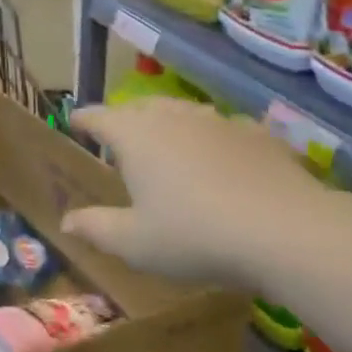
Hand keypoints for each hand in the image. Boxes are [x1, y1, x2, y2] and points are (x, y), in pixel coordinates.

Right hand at [61, 99, 330, 292]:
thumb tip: (66, 221)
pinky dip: (210, 139)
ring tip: (166, 143)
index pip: (98, 117)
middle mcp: (172, 116)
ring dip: (167, 123)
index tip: (74, 122)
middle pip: (139, 107)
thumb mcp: (134, 243)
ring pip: (181, 111)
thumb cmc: (194, 236)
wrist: (286, 231)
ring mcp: (217, 120)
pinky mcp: (256, 133)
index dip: (83, 120)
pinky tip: (220, 159)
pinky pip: (221, 129)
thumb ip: (95, 228)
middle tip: (117, 138)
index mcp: (134, 136)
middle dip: (124, 119)